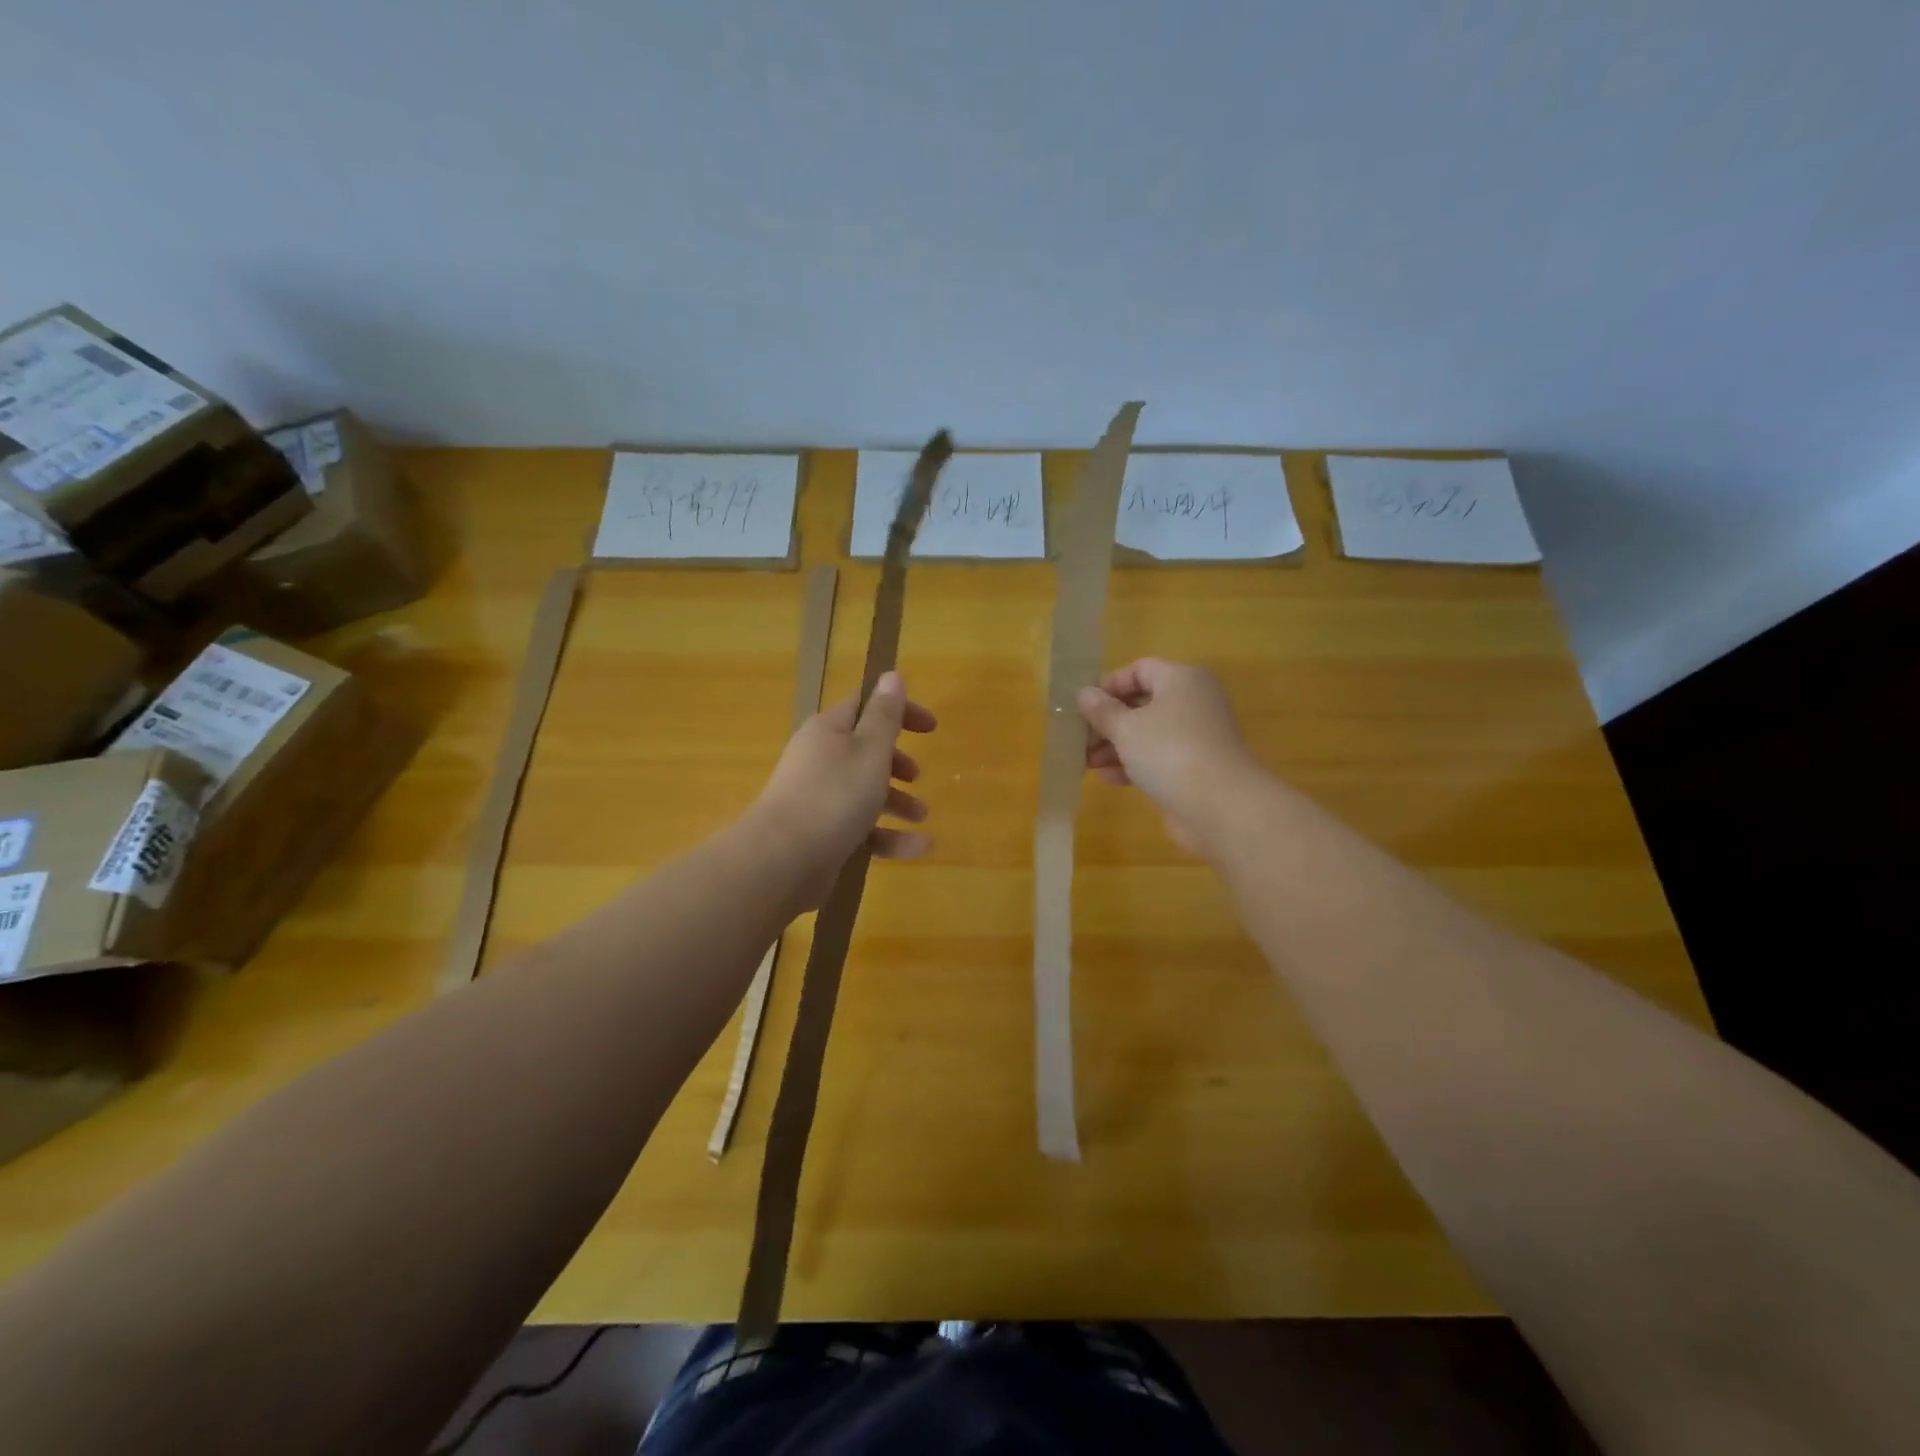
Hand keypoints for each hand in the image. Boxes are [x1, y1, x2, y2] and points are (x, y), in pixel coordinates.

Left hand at [752, 672, 936, 904]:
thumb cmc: (833, 796)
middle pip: (864, 751)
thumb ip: (885, 716)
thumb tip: (892, 674)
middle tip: (918, 775)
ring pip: (864, 793)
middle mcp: (820, 760)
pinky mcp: (820, 834)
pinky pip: (860, 829)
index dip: (899, 711)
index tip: (930, 727)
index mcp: (829, 731)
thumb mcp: (869, 750)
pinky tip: (918, 849)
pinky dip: (888, 836)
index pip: (865, 707)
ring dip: (897, 802)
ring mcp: (817, 799)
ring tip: (921, 816)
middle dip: (896, 763)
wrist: (781, 860)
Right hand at [1077, 658, 1254, 854]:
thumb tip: (1084, 694)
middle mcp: (1193, 702)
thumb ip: (1102, 710)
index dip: (1109, 685)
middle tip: (1080, 739)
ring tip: (1087, 763)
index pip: (1140, 669)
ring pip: (1148, 733)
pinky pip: (1158, 758)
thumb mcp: (1126, 728)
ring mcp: (1196, 737)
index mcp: (1181, 680)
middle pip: (1142, 703)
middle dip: (1108, 721)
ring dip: (1116, 746)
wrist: (1221, 807)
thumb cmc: (1170, 752)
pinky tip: (1108, 778)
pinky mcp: (1195, 767)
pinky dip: (1134, 764)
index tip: (1084, 707)